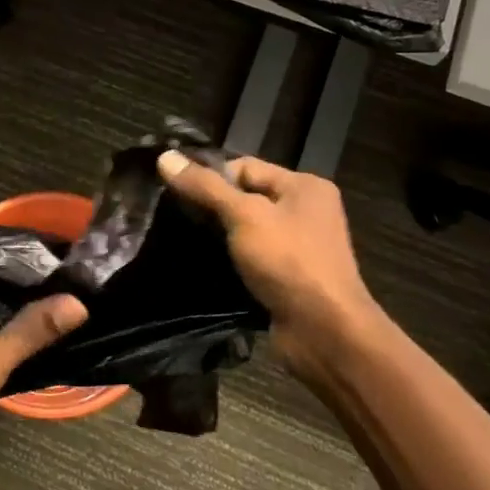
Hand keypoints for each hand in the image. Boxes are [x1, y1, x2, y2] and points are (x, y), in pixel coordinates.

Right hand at [157, 151, 376, 384]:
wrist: (324, 333)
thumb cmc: (288, 262)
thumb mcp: (244, 216)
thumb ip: (205, 187)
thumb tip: (165, 157)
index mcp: (304, 186)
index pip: (245, 167)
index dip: (210, 177)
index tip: (175, 193)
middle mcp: (306, 211)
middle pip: (246, 197)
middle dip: (211, 206)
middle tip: (172, 217)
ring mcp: (299, 247)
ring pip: (247, 230)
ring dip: (219, 236)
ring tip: (181, 240)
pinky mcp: (288, 277)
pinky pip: (252, 258)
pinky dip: (230, 260)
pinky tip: (203, 266)